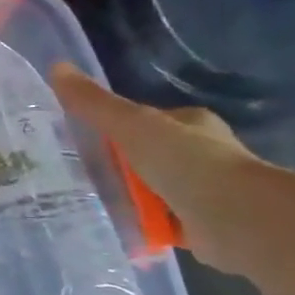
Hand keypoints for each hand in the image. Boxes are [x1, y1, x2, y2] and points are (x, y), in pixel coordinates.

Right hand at [50, 65, 270, 274]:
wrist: (239, 219)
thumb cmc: (187, 162)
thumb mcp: (132, 125)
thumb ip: (94, 103)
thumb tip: (55, 66)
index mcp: (189, 124)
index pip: (142, 120)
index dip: (111, 127)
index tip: (78, 140)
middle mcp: (199, 154)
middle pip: (143, 156)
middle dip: (114, 166)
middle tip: (73, 174)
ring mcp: (201, 191)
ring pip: (149, 190)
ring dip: (125, 198)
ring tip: (83, 202)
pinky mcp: (200, 225)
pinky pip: (157, 222)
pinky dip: (139, 226)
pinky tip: (111, 228)